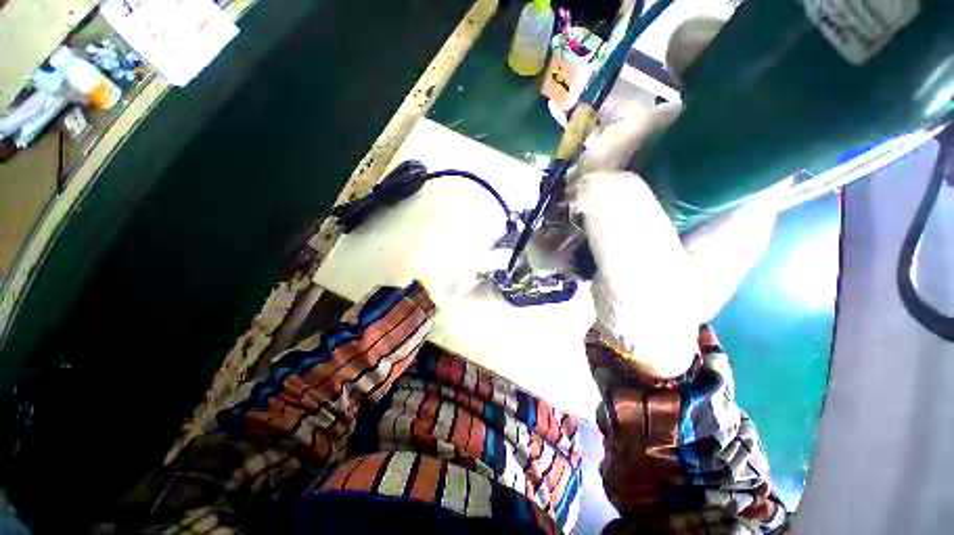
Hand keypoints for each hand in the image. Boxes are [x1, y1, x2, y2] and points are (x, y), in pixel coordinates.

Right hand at [570, 16, 789, 377]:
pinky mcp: (647, 203)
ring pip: (647, 148)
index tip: (683, 53)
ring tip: (582, 190)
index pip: (751, 118)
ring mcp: (678, 193)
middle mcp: (717, 185)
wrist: (637, 332)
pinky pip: (624, 170)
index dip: (723, 77)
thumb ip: (623, 226)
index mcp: (741, 198)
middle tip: (596, 166)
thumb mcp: (639, 277)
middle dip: (636, 132)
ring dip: (609, 156)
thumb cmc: (650, 313)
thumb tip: (597, 178)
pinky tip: (583, 191)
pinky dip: (600, 171)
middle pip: (685, 126)